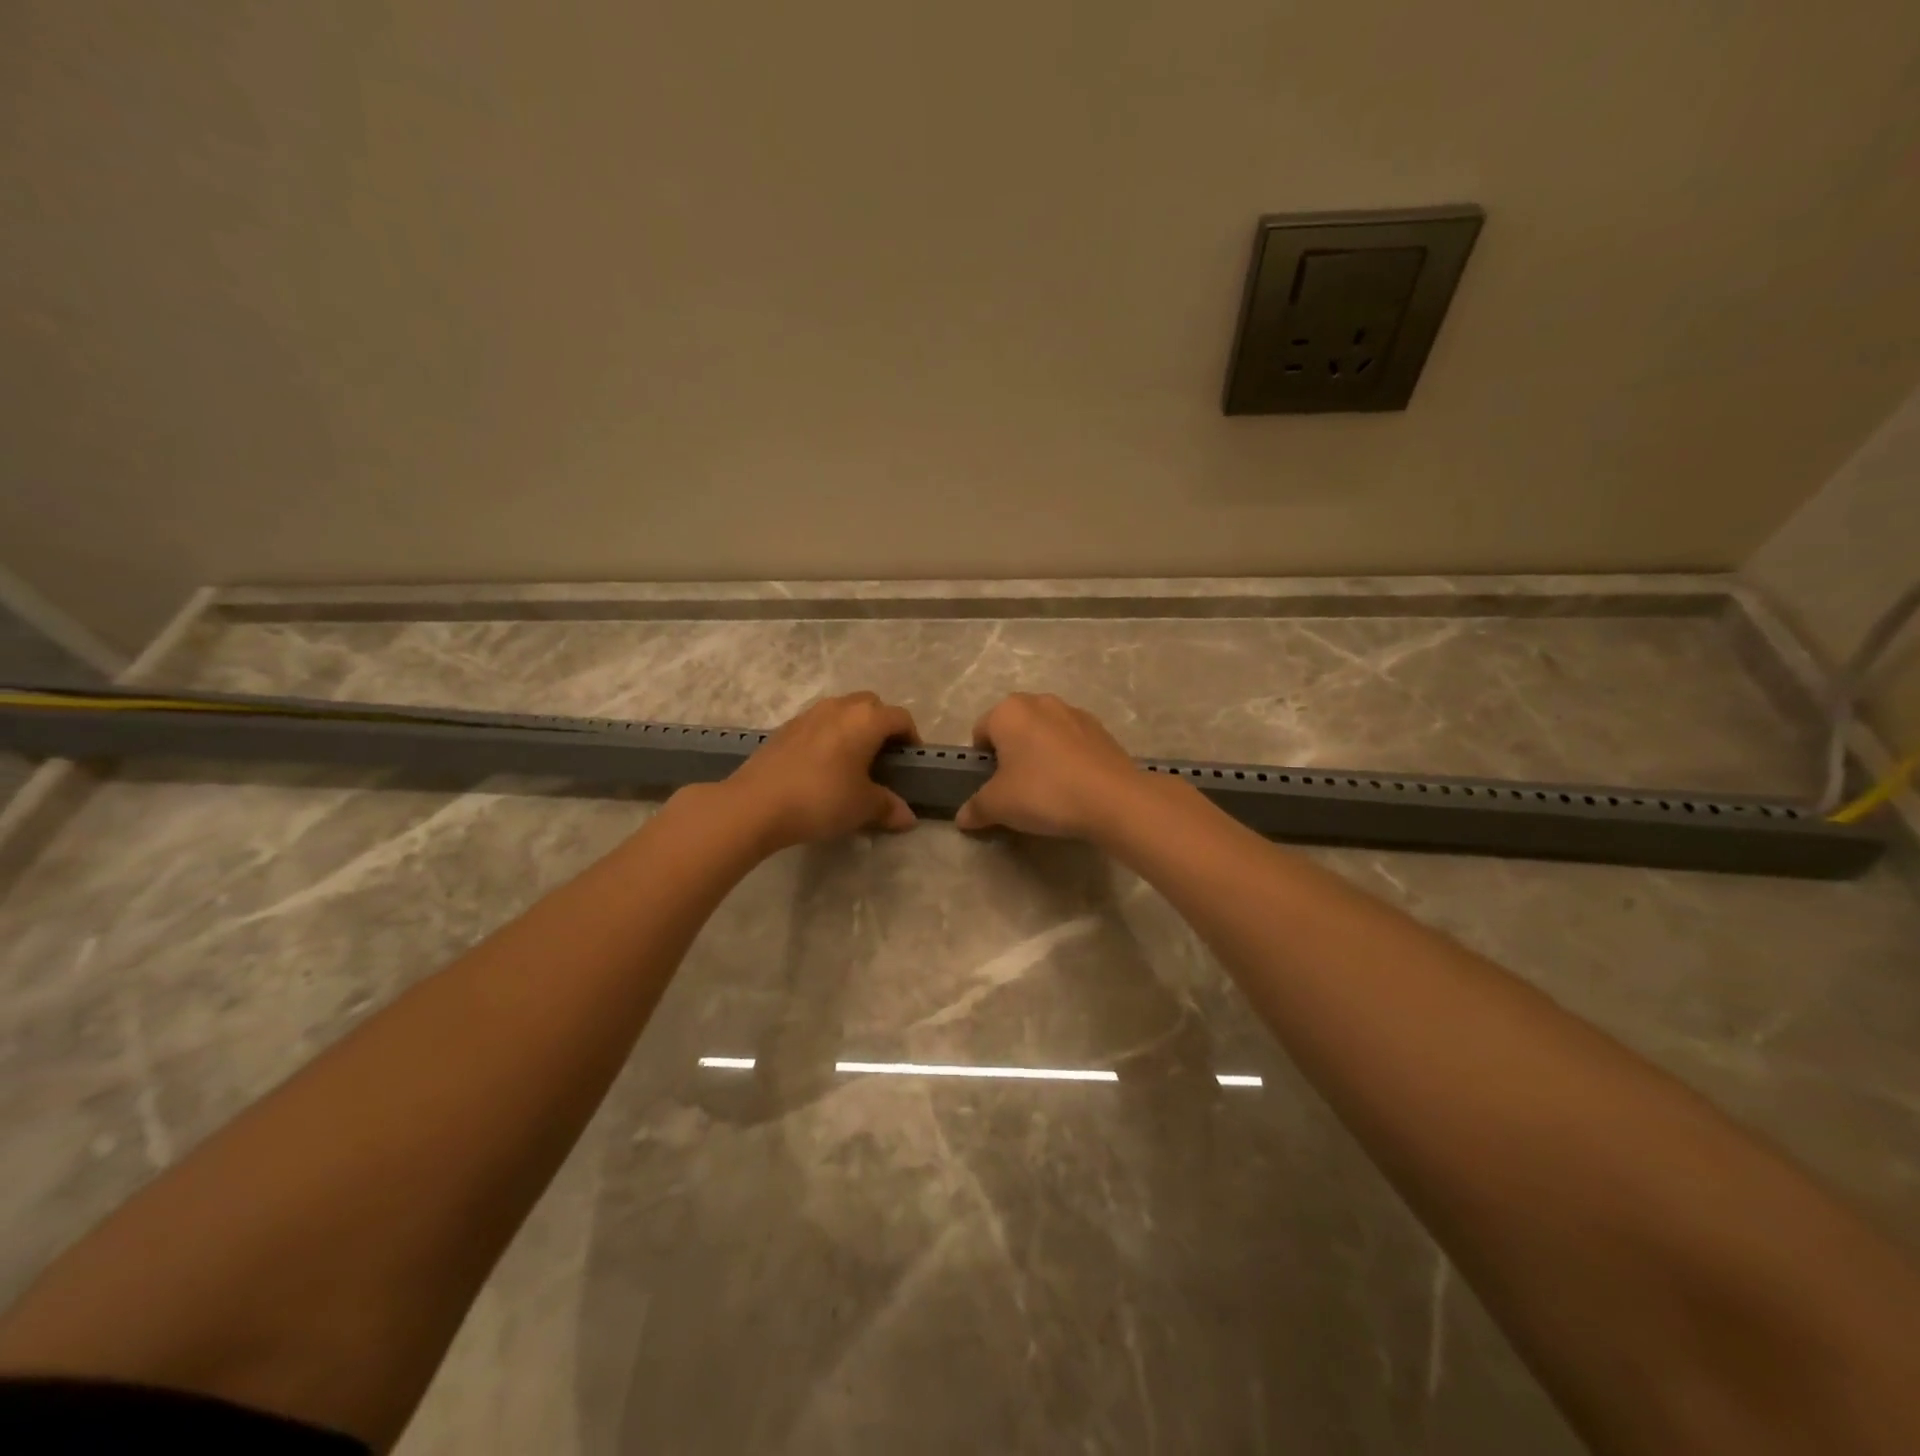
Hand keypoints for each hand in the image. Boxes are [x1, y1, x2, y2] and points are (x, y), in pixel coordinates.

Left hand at [723, 692, 920, 850]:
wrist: (756, 804)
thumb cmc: (821, 799)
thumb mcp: (862, 807)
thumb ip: (888, 807)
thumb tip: (907, 817)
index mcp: (866, 720)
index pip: (900, 718)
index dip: (911, 738)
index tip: (910, 762)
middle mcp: (839, 707)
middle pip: (871, 706)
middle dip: (881, 726)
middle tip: (882, 757)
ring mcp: (808, 714)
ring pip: (842, 711)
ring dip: (853, 728)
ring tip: (852, 761)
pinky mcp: (785, 728)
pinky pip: (818, 724)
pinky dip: (828, 737)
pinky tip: (821, 767)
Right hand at [955, 694, 1148, 839]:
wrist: (1112, 799)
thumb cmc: (1044, 793)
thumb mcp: (998, 806)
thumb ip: (975, 808)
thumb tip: (962, 817)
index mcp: (1008, 711)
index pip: (980, 732)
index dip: (981, 762)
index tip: (992, 788)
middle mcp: (1039, 702)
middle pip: (1013, 728)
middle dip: (1011, 754)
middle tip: (1017, 789)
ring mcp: (1074, 712)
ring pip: (1044, 733)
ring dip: (1040, 754)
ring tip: (1049, 789)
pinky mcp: (1100, 729)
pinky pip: (1072, 742)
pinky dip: (1067, 758)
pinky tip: (1075, 786)